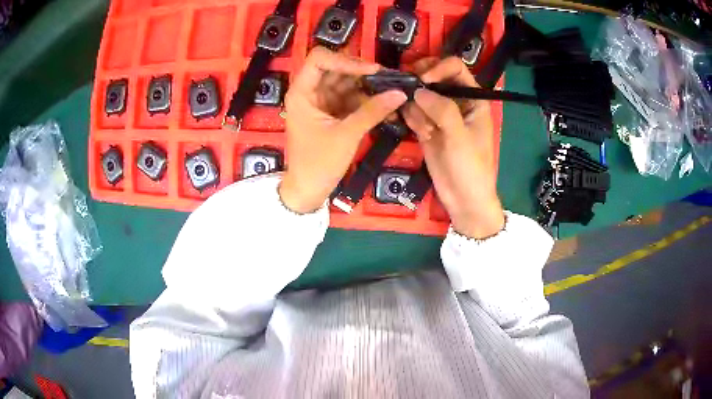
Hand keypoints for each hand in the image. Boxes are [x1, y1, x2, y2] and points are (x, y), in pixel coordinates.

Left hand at [279, 47, 406, 212]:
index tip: (372, 71)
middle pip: (337, 69)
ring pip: (347, 83)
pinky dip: (367, 102)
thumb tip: (400, 93)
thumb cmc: (318, 163)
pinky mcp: (332, 113)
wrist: (308, 191)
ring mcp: (322, 102)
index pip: (320, 59)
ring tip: (392, 93)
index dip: (346, 60)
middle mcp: (310, 92)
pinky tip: (387, 107)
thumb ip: (372, 111)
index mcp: (302, 92)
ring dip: (369, 87)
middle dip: (362, 73)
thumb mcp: (346, 135)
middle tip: (389, 80)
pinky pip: (351, 99)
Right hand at [402, 57, 504, 238]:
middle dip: (420, 83)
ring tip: (426, 131)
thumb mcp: (460, 137)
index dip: (438, 68)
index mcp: (473, 99)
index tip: (422, 79)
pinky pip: (413, 113)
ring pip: (419, 95)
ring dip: (417, 108)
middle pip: (434, 77)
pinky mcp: (427, 127)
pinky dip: (412, 119)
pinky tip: (422, 135)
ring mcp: (440, 114)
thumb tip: (419, 90)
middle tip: (408, 90)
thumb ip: (442, 110)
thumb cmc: (471, 168)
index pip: (455, 68)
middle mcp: (456, 102)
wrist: (463, 199)